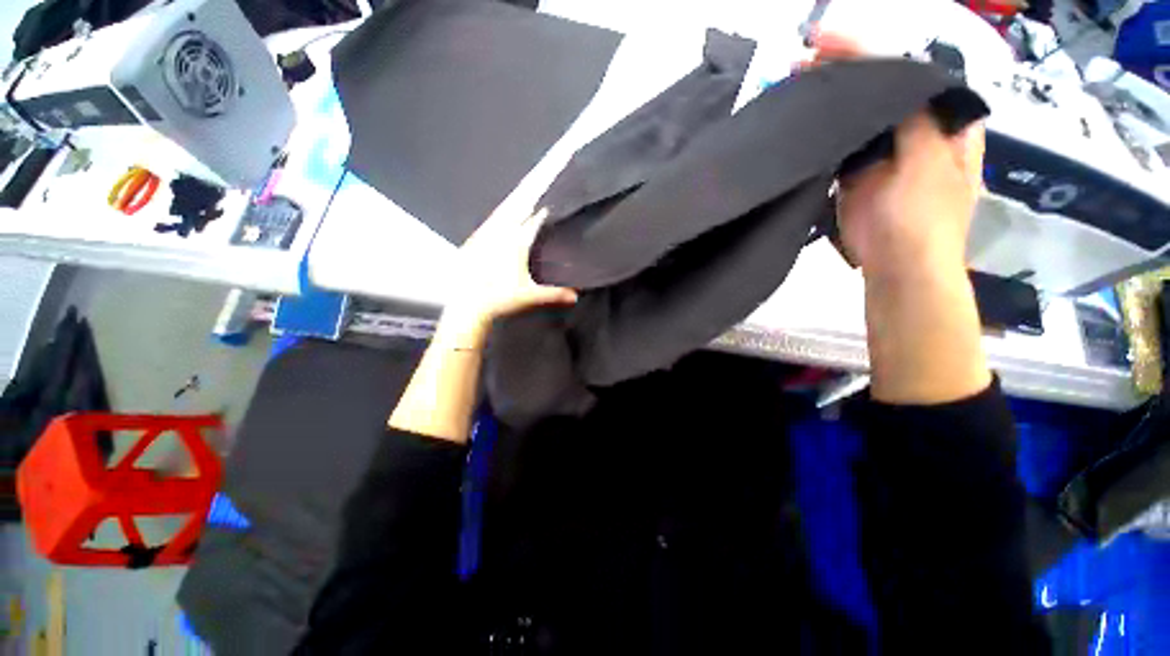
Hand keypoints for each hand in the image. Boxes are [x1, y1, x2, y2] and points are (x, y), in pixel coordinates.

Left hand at [440, 207, 577, 344]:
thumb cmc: (500, 299)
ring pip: (500, 213)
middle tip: (535, 184)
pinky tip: (496, 218)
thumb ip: (554, 294)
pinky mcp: (472, 243)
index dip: (542, 212)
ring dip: (511, 203)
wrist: (466, 304)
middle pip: (516, 209)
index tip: (550, 204)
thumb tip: (575, 296)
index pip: (533, 222)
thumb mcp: (530, 297)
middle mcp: (499, 234)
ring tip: (519, 196)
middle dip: (527, 196)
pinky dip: (497, 216)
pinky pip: (487, 222)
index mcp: (516, 243)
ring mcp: (484, 236)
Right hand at [804, 32, 984, 280]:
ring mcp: (882, 151)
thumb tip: (884, 75)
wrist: (897, 267)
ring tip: (797, 82)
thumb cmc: (923, 220)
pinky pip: (839, 143)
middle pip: (880, 88)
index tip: (828, 41)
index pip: (907, 71)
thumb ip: (913, 119)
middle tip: (805, 59)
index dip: (870, 52)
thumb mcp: (927, 163)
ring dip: (830, 99)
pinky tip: (802, 119)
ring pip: (857, 114)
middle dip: (845, 71)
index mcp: (943, 119)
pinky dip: (822, 131)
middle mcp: (914, 128)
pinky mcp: (856, 173)